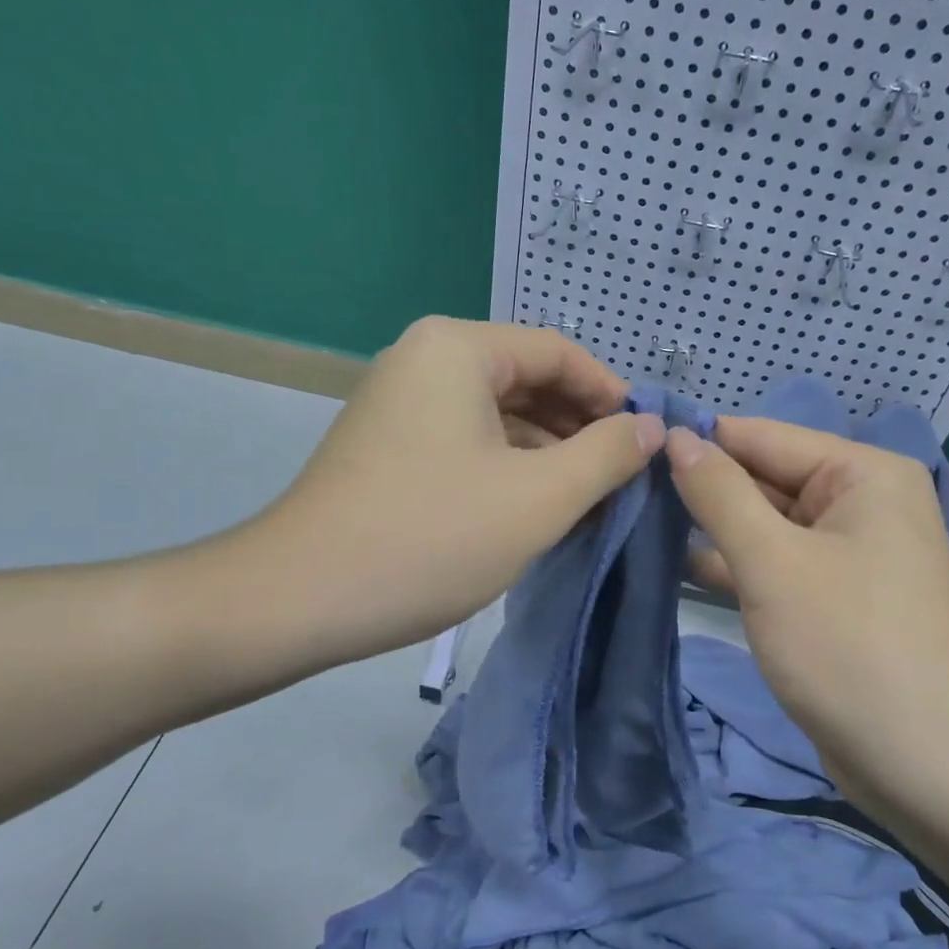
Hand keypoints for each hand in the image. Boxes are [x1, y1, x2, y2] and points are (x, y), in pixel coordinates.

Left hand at [181, 318, 663, 690]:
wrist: (298, 599)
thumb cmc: (430, 538)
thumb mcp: (538, 497)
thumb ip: (606, 454)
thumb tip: (650, 427)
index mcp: (458, 348)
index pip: (559, 352)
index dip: (611, 395)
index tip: (646, 442)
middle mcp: (425, 359)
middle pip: (527, 380)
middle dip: (579, 428)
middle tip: (623, 478)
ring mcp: (400, 402)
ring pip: (498, 415)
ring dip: (547, 453)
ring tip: (588, 501)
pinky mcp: (388, 445)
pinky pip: (467, 440)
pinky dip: (507, 468)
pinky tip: (534, 510)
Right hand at [664, 418, 948, 812]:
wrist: (925, 768)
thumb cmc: (848, 647)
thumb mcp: (772, 562)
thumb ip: (719, 493)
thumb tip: (676, 436)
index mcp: (862, 474)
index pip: (762, 436)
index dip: (697, 441)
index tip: (629, 448)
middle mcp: (860, 502)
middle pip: (764, 478)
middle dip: (700, 488)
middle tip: (622, 489)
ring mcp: (846, 552)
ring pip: (764, 523)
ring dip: (709, 527)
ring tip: (634, 520)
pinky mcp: (830, 596)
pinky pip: (774, 563)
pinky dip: (732, 564)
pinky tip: (673, 562)